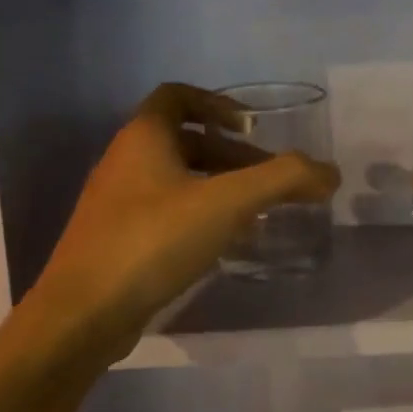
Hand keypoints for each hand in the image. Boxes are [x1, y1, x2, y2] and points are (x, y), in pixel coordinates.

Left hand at [32, 84, 339, 348]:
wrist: (82, 315)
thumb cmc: (152, 241)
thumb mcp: (226, 204)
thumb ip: (283, 181)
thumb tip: (330, 173)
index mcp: (142, 137)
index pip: (177, 95)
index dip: (217, 103)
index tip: (251, 128)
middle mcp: (124, 161)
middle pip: (185, 141)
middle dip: (232, 155)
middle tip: (270, 180)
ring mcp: (116, 204)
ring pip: (177, 180)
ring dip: (219, 187)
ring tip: (257, 212)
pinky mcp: (117, 241)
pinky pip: (166, 213)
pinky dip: (200, 216)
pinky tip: (225, 244)